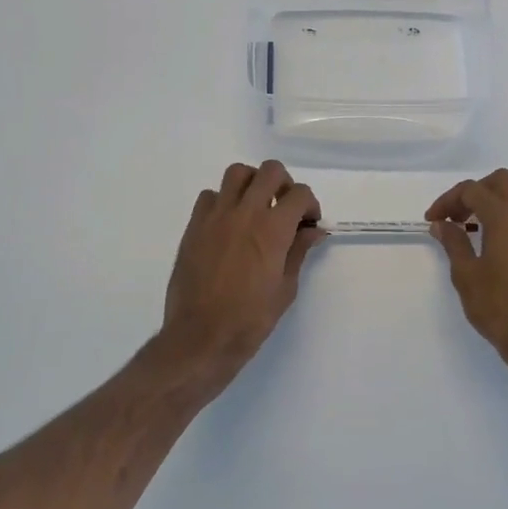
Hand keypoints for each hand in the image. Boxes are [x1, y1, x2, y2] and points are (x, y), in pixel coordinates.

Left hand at [159, 161, 324, 384]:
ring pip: (237, 173)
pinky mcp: (194, 226)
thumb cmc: (250, 319)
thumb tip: (313, 231)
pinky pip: (209, 196)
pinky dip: (223, 201)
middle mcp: (245, 212)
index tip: (309, 223)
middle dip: (284, 185)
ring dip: (252, 183)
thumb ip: (299, 251)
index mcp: (273, 228)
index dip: (310, 205)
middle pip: (270, 171)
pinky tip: (227, 223)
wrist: (201, 337)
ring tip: (255, 207)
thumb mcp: (285, 288)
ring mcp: (216, 216)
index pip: (300, 193)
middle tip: (285, 208)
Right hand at [427, 169, 507, 366]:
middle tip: (460, 216)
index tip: (433, 220)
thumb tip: (441, 224)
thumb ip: (453, 243)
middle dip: (477, 191)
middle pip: (503, 181)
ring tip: (490, 220)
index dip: (448, 200)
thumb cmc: (497, 308)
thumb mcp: (465, 275)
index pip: (472, 190)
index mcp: (503, 217)